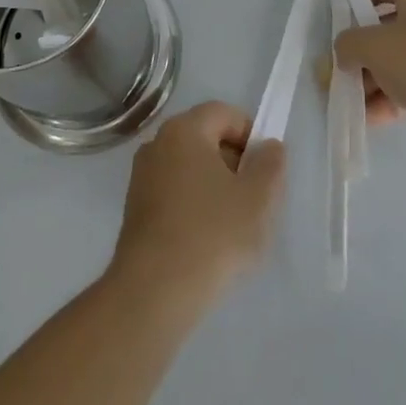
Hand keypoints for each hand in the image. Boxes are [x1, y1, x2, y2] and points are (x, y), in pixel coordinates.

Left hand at [108, 102, 285, 312]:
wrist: (154, 291)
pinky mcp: (135, 209)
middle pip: (206, 138)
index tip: (266, 170)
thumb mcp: (258, 198)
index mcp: (184, 130)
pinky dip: (195, 206)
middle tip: (255, 199)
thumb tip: (268, 146)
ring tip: (234, 225)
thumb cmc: (212, 234)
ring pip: (190, 168)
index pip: (224, 113)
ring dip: (216, 187)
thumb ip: (270, 164)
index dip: (251, 135)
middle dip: (235, 162)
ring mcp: (142, 177)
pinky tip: (208, 241)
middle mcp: (157, 144)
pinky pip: (175, 193)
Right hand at [334, 0, 405, 157]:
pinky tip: (373, 121)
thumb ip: (349, 45)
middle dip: (358, 51)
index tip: (338, 26)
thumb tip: (344, 53)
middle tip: (336, 75)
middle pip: (384, 25)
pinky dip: (393, 98)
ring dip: (372, 80)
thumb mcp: (377, 47)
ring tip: (351, 105)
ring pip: (398, 59)